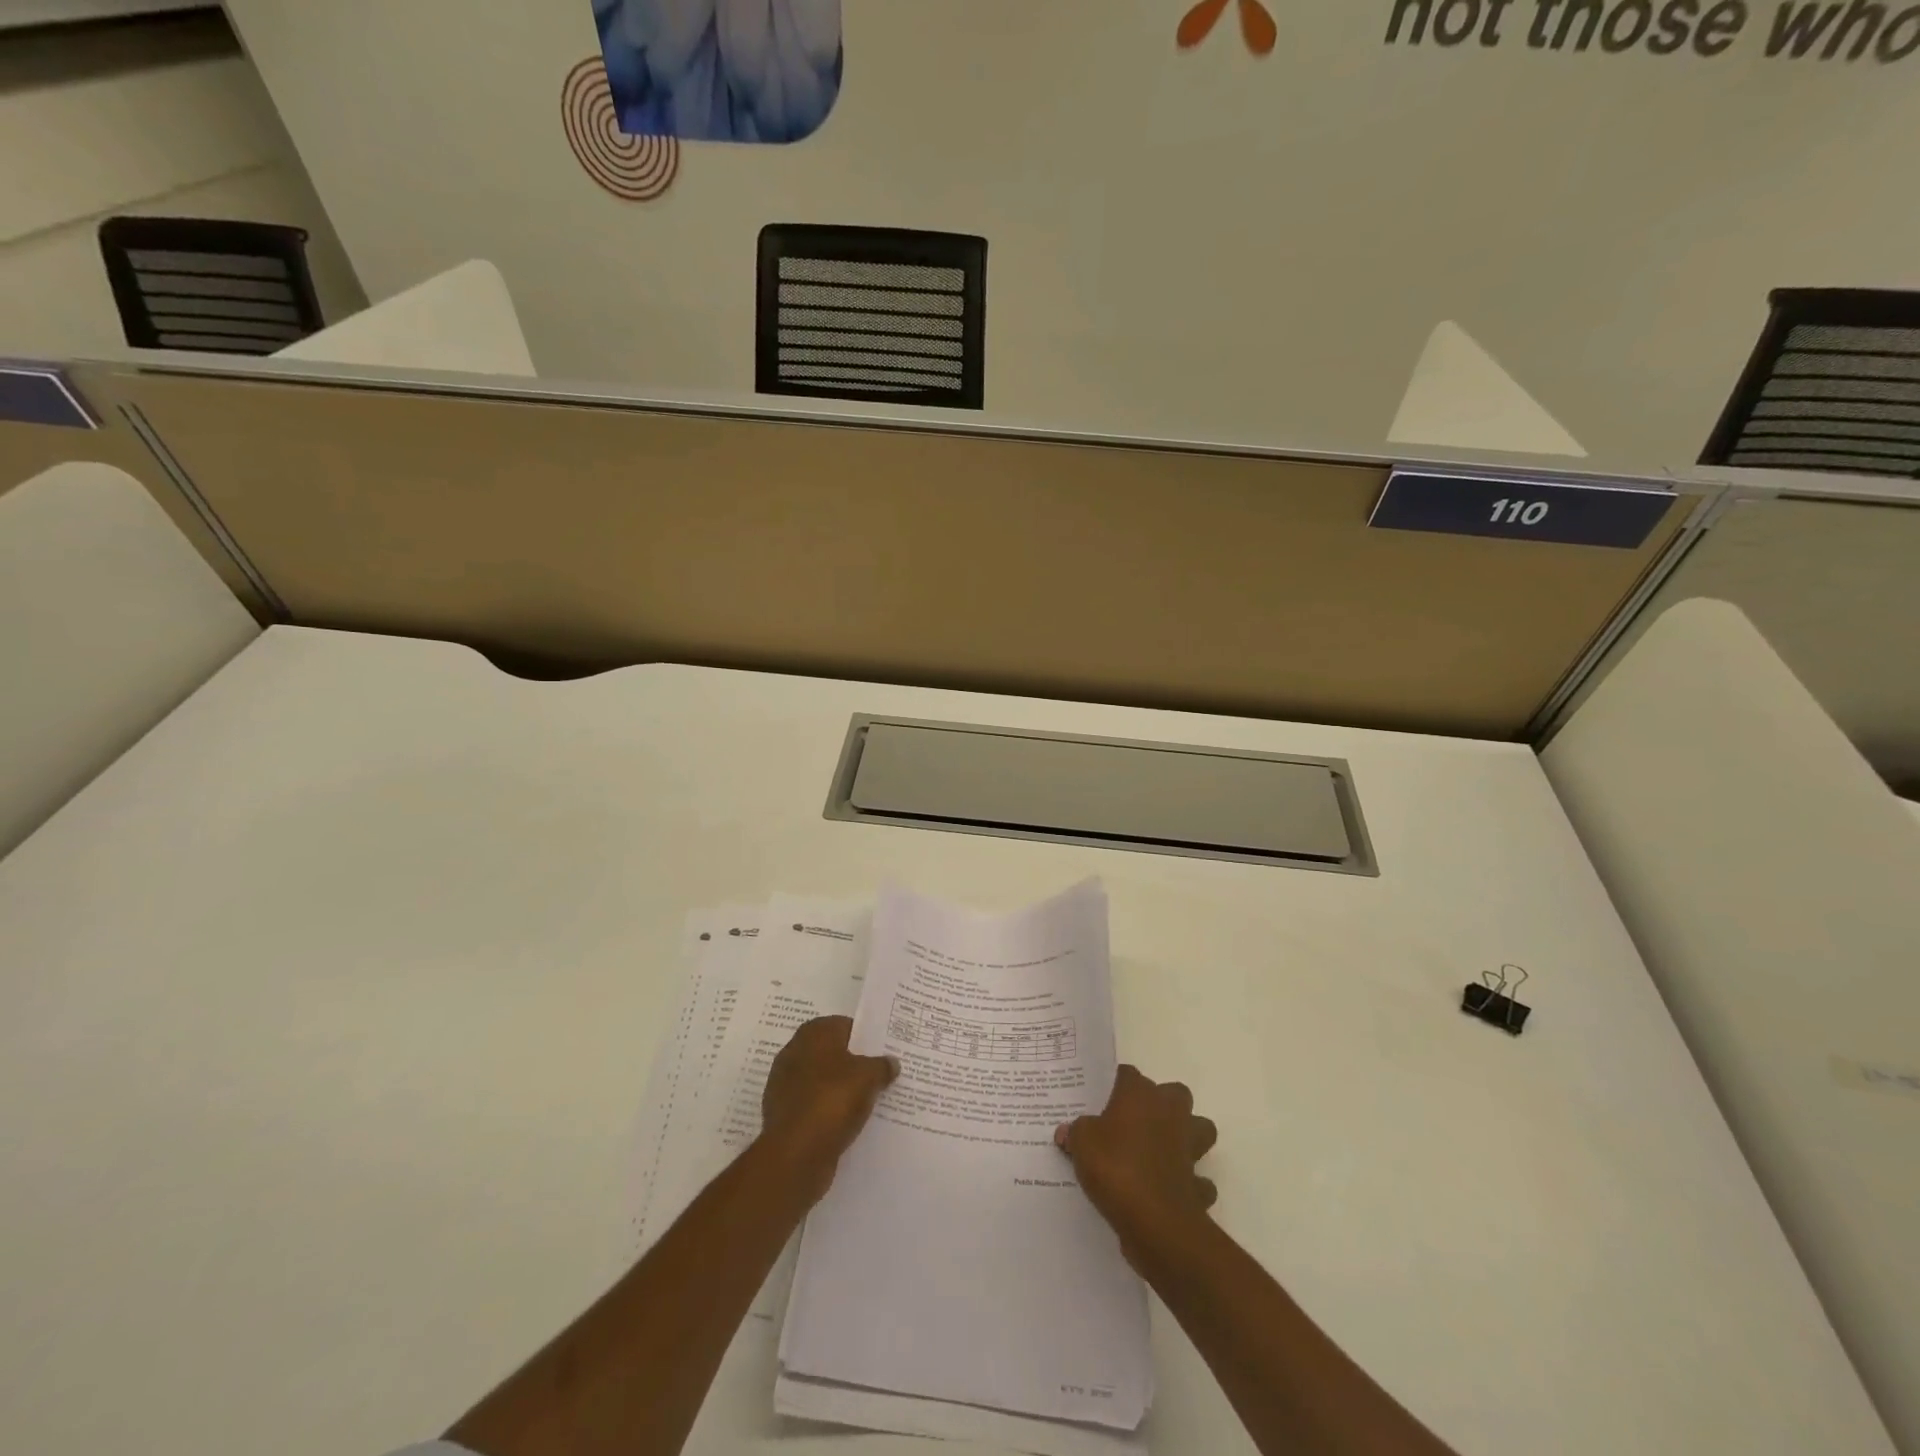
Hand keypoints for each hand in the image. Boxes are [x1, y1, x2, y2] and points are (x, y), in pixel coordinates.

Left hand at [759, 1015, 897, 1202]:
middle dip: (855, 1064)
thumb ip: (882, 1065)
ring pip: (824, 1082)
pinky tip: (849, 1124)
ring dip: (842, 1090)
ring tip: (870, 1102)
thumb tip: (891, 1062)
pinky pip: (815, 1106)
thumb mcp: (869, 1077)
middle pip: (833, 1054)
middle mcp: (795, 1053)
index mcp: (813, 1033)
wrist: (794, 1155)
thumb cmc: (832, 1101)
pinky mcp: (785, 1115)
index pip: (845, 1026)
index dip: (867, 1038)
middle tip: (882, 1075)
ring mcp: (786, 1085)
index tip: (885, 1051)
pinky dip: (830, 1112)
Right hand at [1056, 1064, 1217, 1266]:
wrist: (1155, 1222)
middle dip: (1161, 1104)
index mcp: (1141, 1095)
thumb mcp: (1081, 1143)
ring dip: (1186, 1138)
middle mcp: (1170, 1113)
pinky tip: (1168, 1190)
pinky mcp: (1198, 1184)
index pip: (1128, 1074)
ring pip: (1199, 1130)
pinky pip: (1198, 1180)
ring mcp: (1189, 1148)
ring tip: (1159, 1151)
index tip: (1100, 1099)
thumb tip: (1067, 1131)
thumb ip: (1076, 1131)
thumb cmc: (1115, 1167)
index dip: (1115, 1085)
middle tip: (1134, 1122)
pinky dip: (1189, 1184)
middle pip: (1174, 1094)